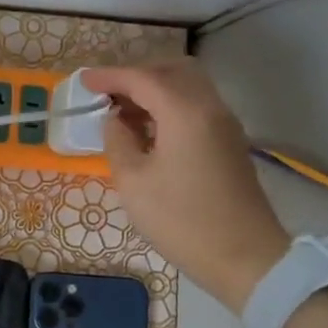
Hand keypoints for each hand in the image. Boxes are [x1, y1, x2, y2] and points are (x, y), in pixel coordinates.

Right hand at [80, 60, 289, 310]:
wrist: (244, 257)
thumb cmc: (181, 220)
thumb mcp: (133, 182)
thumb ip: (118, 141)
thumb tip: (114, 120)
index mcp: (185, 113)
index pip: (142, 79)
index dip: (109, 76)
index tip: (82, 80)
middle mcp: (210, 107)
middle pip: (171, 71)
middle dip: (136, 76)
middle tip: (105, 94)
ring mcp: (224, 124)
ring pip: (188, 86)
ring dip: (154, 90)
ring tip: (123, 113)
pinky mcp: (229, 142)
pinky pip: (197, 105)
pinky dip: (170, 105)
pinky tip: (149, 130)